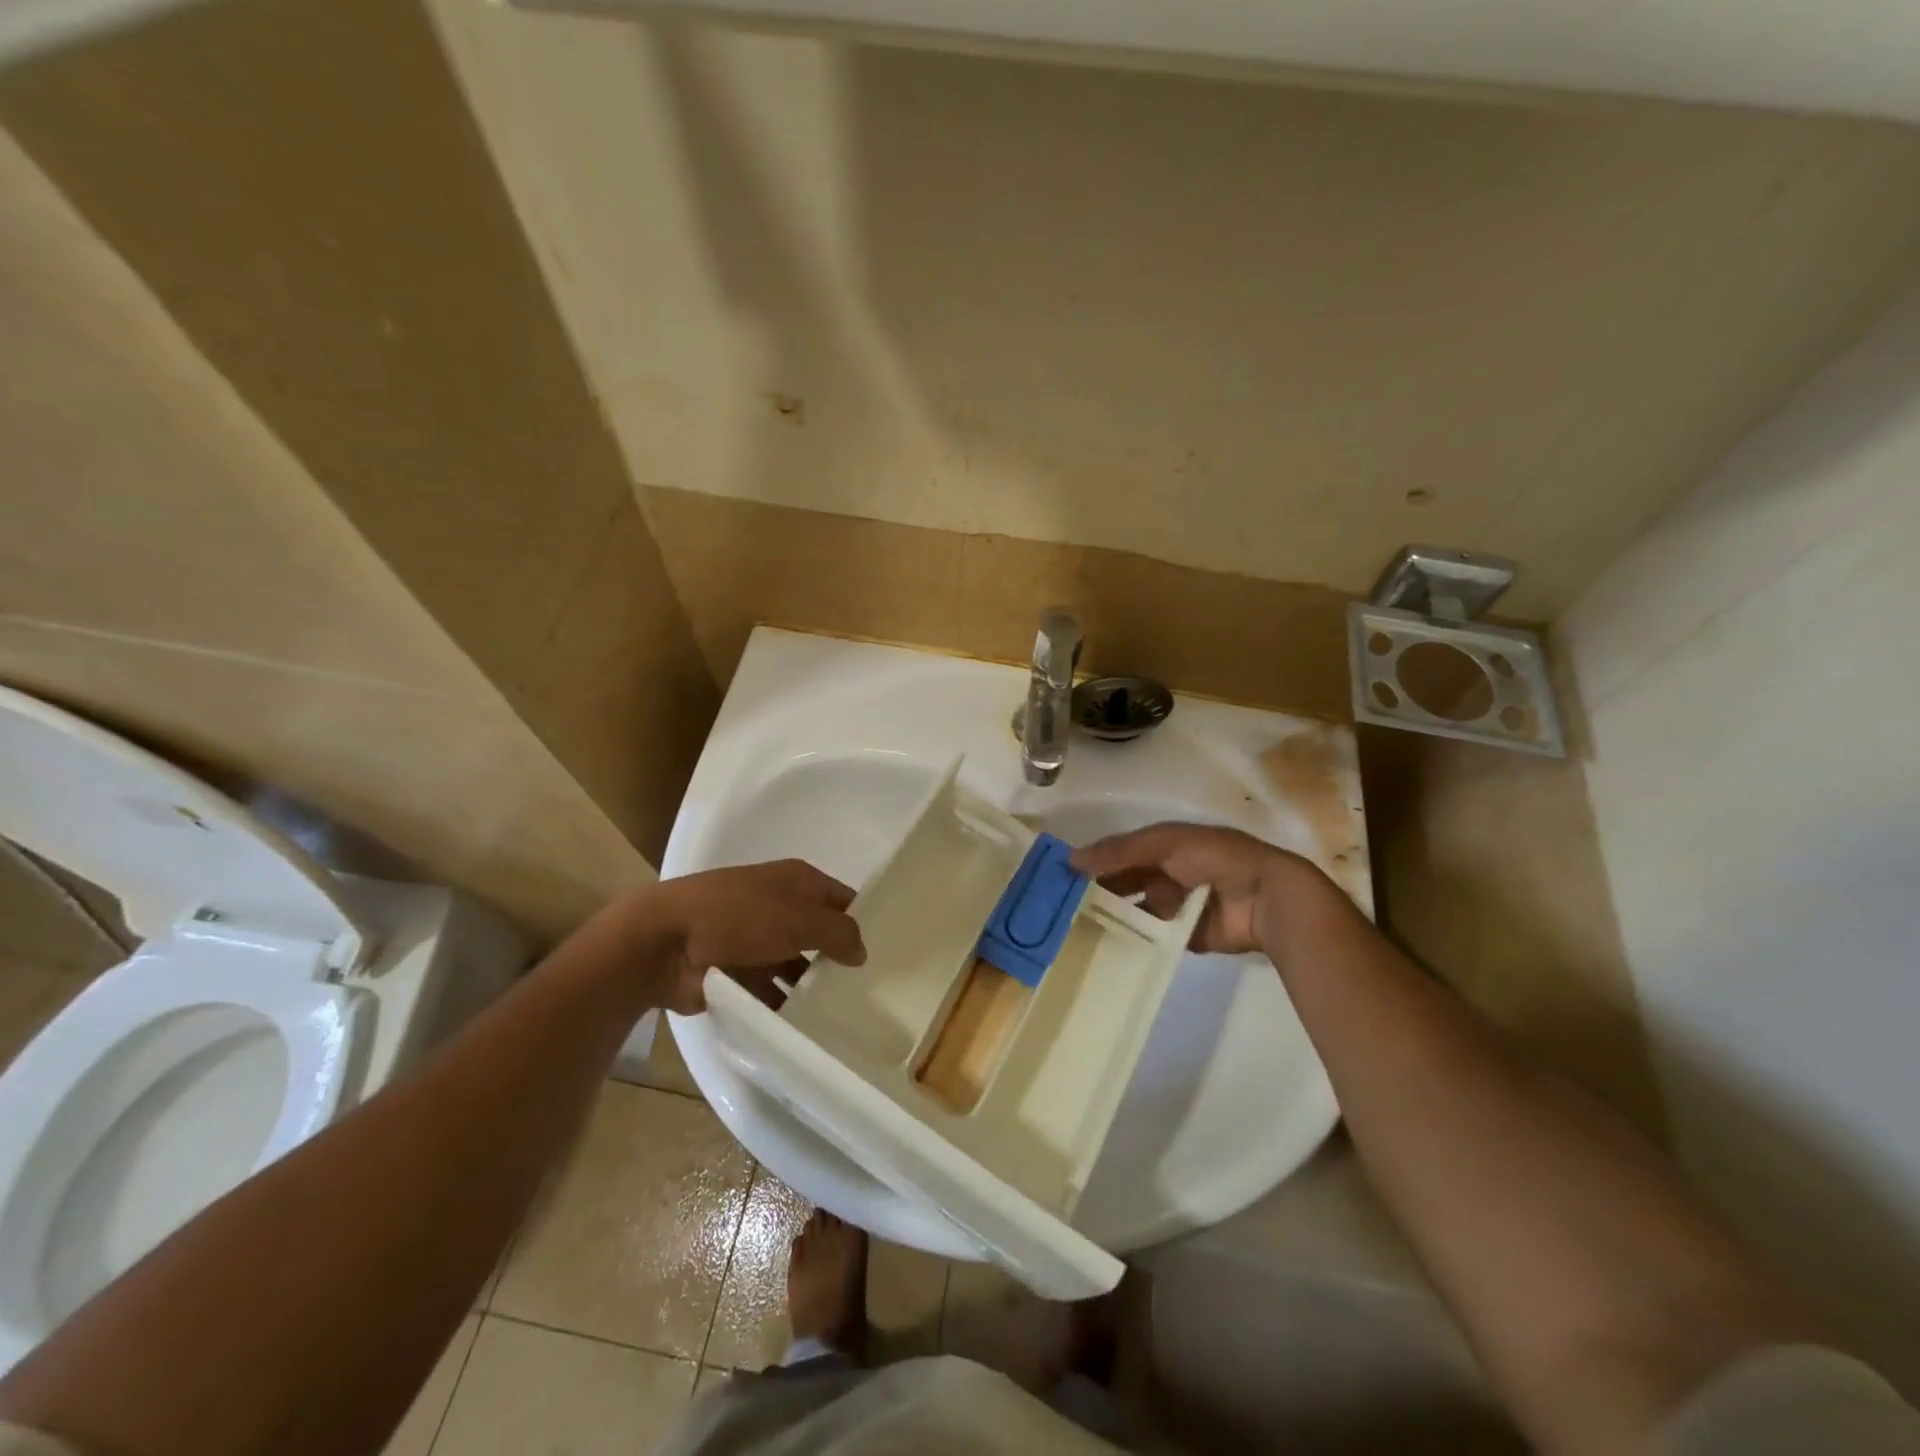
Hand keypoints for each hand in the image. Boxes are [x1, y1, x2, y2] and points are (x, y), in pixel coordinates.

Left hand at [639, 860, 866, 1014]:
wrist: (664, 942)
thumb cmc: (738, 916)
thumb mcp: (798, 918)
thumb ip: (838, 932)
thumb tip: (862, 951)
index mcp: (796, 881)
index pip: (842, 898)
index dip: (863, 920)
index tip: (890, 951)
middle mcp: (779, 907)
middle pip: (820, 934)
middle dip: (840, 958)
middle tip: (872, 991)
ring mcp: (757, 941)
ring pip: (797, 966)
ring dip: (812, 988)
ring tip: (844, 1016)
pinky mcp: (738, 974)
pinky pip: (771, 992)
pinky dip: (785, 1007)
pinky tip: (807, 1029)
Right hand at [1071, 823, 1334, 957]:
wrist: (1265, 897)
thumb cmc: (1214, 858)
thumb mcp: (1164, 843)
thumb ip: (1120, 850)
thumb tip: (1071, 858)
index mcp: (1167, 846)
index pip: (1122, 853)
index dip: (1095, 860)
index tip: (1061, 875)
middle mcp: (1170, 874)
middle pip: (1127, 883)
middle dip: (1100, 892)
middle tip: (1062, 907)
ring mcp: (1179, 907)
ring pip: (1137, 912)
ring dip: (1114, 919)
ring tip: (1078, 931)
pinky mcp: (1187, 937)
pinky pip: (1155, 939)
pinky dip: (1135, 942)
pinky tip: (1106, 948)